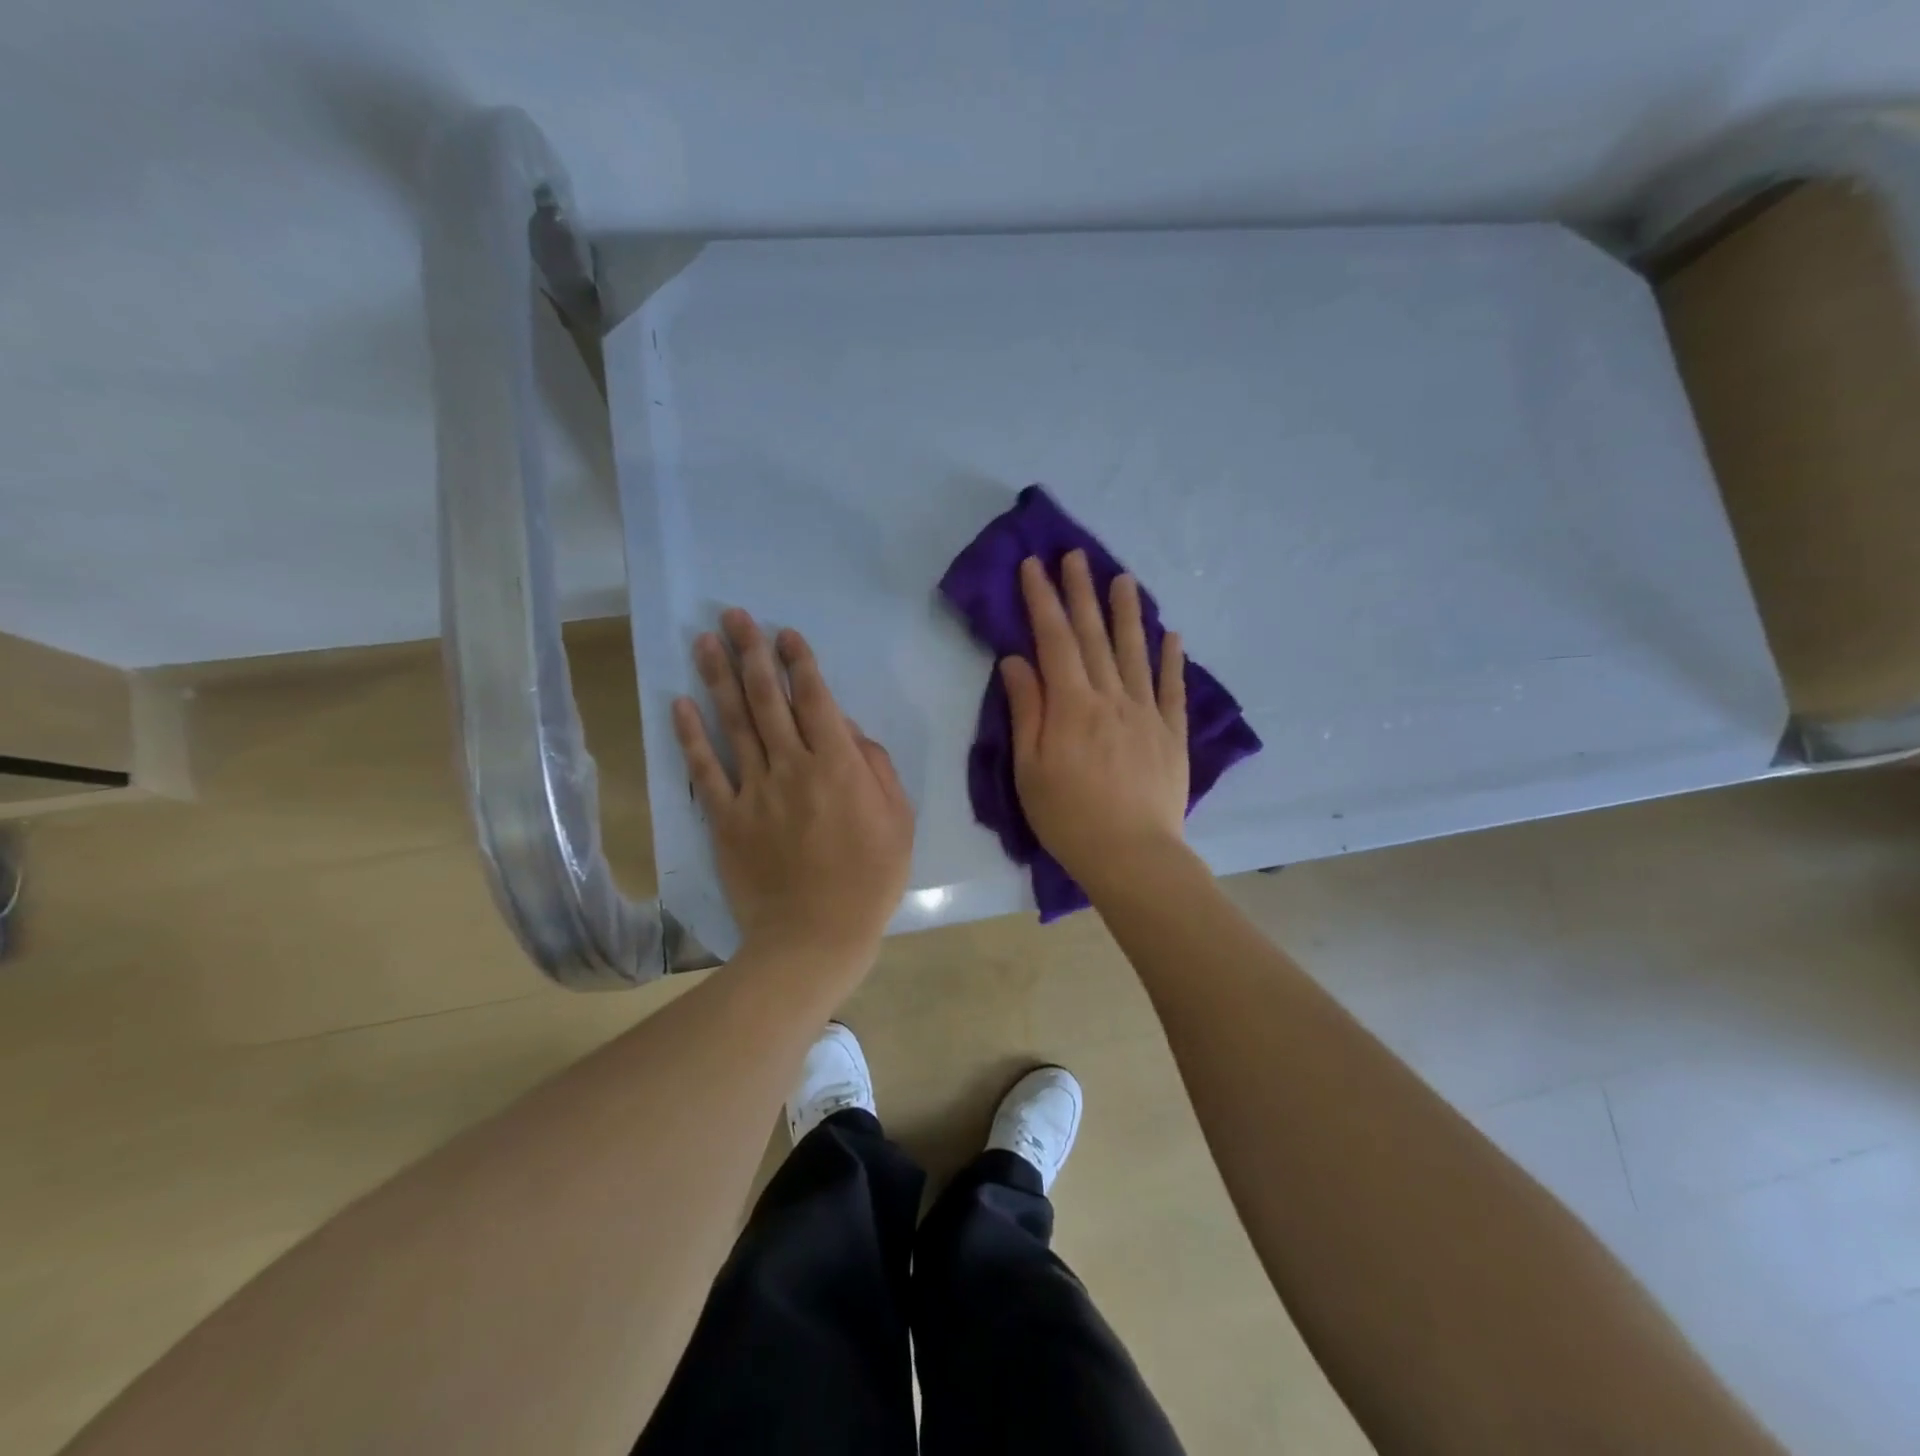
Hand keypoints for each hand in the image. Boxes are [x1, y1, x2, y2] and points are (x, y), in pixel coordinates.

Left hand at [673, 609, 913, 971]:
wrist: (814, 937)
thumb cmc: (868, 880)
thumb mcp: (898, 821)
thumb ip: (876, 768)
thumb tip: (848, 731)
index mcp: (837, 765)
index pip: (815, 700)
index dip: (799, 662)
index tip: (785, 634)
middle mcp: (791, 766)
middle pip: (767, 699)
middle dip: (752, 653)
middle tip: (735, 616)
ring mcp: (753, 791)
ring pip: (734, 724)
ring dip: (718, 679)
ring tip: (704, 640)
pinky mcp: (725, 819)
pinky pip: (704, 771)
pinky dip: (691, 737)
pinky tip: (680, 704)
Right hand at [1000, 551, 1189, 893]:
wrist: (1133, 856)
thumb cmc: (1069, 818)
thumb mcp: (1030, 769)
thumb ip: (1027, 710)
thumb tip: (1017, 660)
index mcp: (1072, 706)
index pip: (1054, 640)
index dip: (1042, 600)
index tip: (1034, 566)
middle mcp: (1112, 697)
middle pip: (1094, 636)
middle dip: (1081, 593)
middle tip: (1075, 555)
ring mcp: (1147, 713)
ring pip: (1135, 651)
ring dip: (1127, 613)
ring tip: (1122, 579)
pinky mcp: (1172, 733)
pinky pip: (1172, 687)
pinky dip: (1171, 658)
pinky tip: (1171, 634)